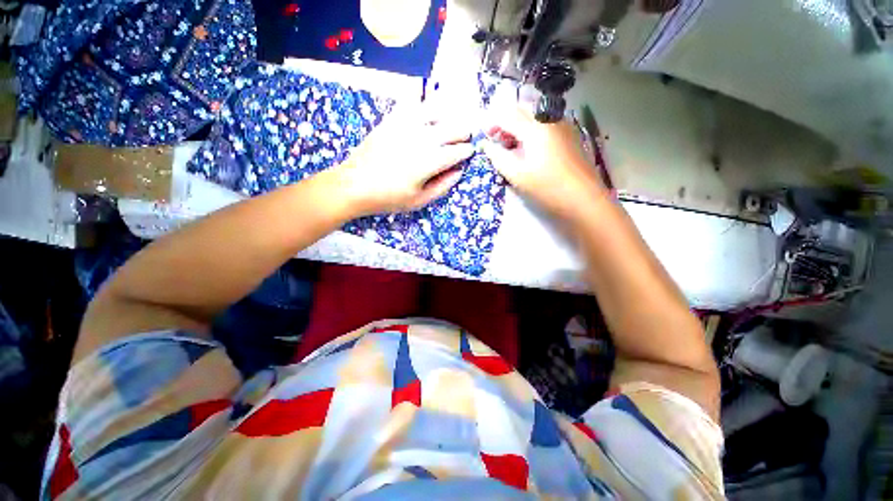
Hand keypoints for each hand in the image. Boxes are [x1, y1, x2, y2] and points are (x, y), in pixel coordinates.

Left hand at [331, 106, 474, 215]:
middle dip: (464, 132)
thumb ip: (443, 186)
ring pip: (437, 111)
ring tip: (451, 122)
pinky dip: (422, 101)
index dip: (467, 151)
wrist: (354, 185)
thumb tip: (459, 171)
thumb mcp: (420, 200)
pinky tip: (426, 104)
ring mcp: (406, 125)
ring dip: (449, 116)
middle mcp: (423, 138)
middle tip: (465, 138)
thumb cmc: (389, 197)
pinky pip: (411, 103)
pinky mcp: (391, 119)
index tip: (469, 152)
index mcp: (431, 160)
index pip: (458, 151)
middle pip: (453, 128)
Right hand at [482, 107, 606, 217]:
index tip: (483, 136)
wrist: (584, 200)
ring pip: (534, 115)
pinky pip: (545, 124)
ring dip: (518, 125)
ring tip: (510, 145)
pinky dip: (531, 130)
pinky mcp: (569, 136)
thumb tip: (485, 145)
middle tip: (496, 139)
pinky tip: (529, 148)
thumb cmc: (548, 188)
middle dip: (505, 120)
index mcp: (535, 128)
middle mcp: (550, 119)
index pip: (507, 115)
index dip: (491, 122)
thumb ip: (498, 157)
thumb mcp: (517, 175)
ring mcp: (562, 126)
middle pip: (522, 109)